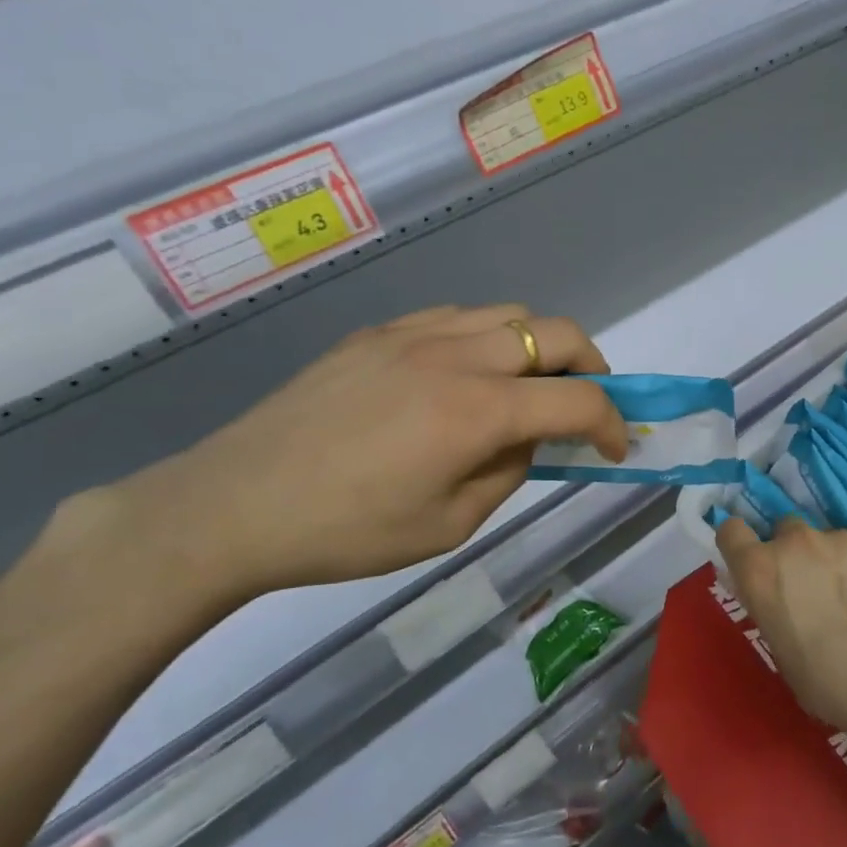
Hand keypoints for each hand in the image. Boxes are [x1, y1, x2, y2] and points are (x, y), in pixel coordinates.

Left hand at [86, 306, 627, 607]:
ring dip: (539, 346)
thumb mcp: (450, 523)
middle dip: (591, 364)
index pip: (577, 399)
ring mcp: (413, 336)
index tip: (615, 447)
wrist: (231, 505)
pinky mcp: (378, 334)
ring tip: (527, 386)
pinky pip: (456, 317)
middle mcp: (455, 356)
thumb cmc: (347, 532)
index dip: (611, 422)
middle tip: (585, 402)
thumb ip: (507, 471)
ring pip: (508, 314)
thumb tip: (528, 438)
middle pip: (555, 331)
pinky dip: (487, 338)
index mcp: (476, 411)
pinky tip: (467, 375)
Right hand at [715, 517, 846, 760]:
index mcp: (760, 571)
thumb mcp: (779, 650)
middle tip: (810, 587)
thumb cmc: (827, 683)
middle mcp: (795, 543)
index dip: (740, 544)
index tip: (752, 562)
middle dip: (792, 552)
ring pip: (826, 539)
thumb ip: (772, 607)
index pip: (731, 531)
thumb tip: (781, 598)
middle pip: (784, 529)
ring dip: (830, 560)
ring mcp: (841, 539)